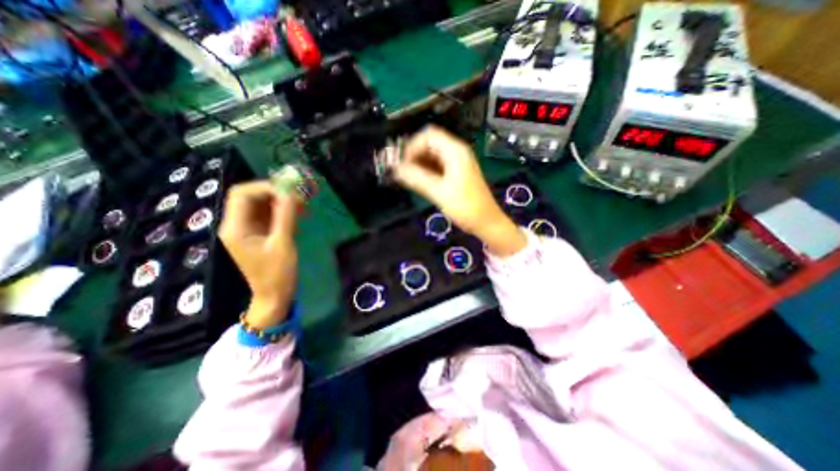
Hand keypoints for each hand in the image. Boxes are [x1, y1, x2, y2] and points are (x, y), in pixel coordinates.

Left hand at [219, 181, 302, 326]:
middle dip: (276, 193)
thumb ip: (286, 216)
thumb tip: (291, 193)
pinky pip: (268, 215)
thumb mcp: (283, 243)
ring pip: (261, 205)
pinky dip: (282, 211)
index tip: (291, 191)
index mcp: (235, 227)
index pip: (242, 194)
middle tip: (299, 196)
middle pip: (251, 197)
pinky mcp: (258, 234)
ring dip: (281, 201)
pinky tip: (298, 215)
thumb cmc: (277, 273)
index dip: (266, 187)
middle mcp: (237, 225)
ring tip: (303, 205)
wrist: (274, 296)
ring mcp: (247, 230)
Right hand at [395, 127, 521, 254]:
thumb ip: (416, 178)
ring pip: (432, 156)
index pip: (428, 136)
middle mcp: (456, 152)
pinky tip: (418, 182)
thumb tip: (396, 169)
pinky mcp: (456, 173)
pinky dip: (426, 171)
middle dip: (414, 156)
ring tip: (408, 178)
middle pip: (429, 144)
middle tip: (402, 172)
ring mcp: (457, 163)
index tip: (402, 163)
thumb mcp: (439, 192)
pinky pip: (437, 166)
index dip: (412, 146)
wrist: (486, 222)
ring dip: (419, 164)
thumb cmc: (465, 207)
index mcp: (455, 151)